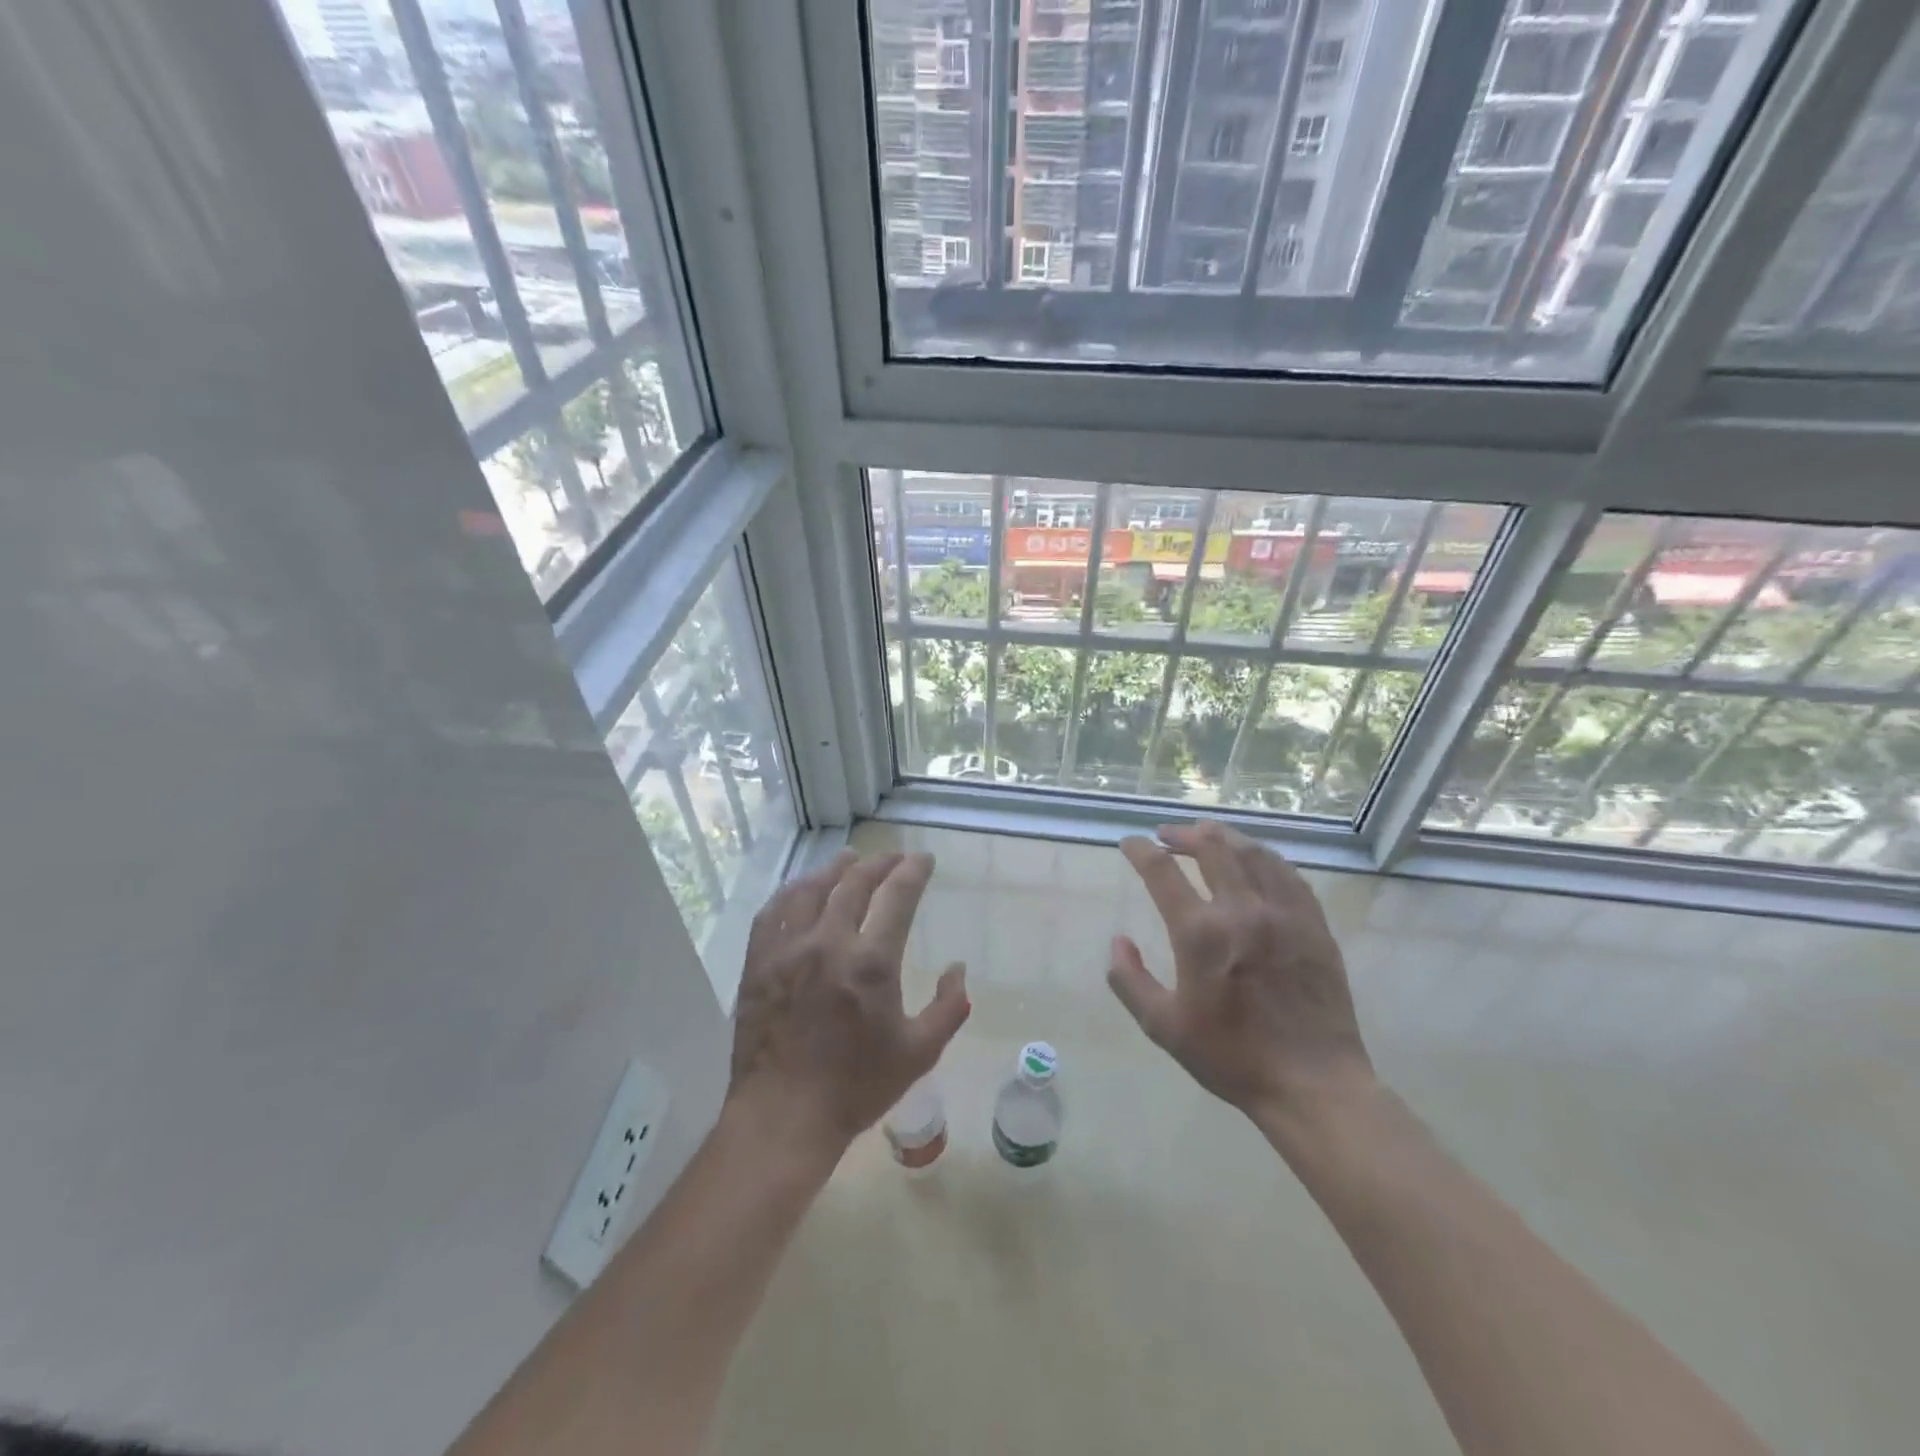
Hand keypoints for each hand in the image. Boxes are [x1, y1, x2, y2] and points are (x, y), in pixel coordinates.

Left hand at [726, 851, 968, 1159]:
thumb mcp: (919, 1053)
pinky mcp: (758, 962)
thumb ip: (949, 1007)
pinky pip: (773, 912)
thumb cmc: (856, 1087)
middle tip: (893, 858)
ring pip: (811, 889)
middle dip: (879, 863)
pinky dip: (791, 892)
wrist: (783, 1116)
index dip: (913, 871)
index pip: (898, 896)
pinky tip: (800, 888)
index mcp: (871, 962)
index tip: (923, 860)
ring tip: (849, 859)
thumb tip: (958, 969)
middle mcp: (828, 942)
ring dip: (835, 868)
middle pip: (854, 883)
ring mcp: (788, 949)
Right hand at [1107, 821, 1372, 1124]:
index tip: (1130, 844)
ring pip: (1252, 852)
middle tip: (1167, 835)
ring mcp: (1283, 913)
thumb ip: (1130, 980)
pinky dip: (1264, 857)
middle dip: (1183, 834)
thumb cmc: (1232, 1057)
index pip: (1161, 871)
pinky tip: (1255, 860)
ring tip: (1207, 835)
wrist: (1313, 1084)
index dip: (1140, 851)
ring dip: (1223, 837)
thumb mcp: (1163, 1027)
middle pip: (1210, 847)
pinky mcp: (1313, 924)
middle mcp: (1241, 910)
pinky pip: (1287, 873)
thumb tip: (1118, 941)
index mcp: (1200, 934)